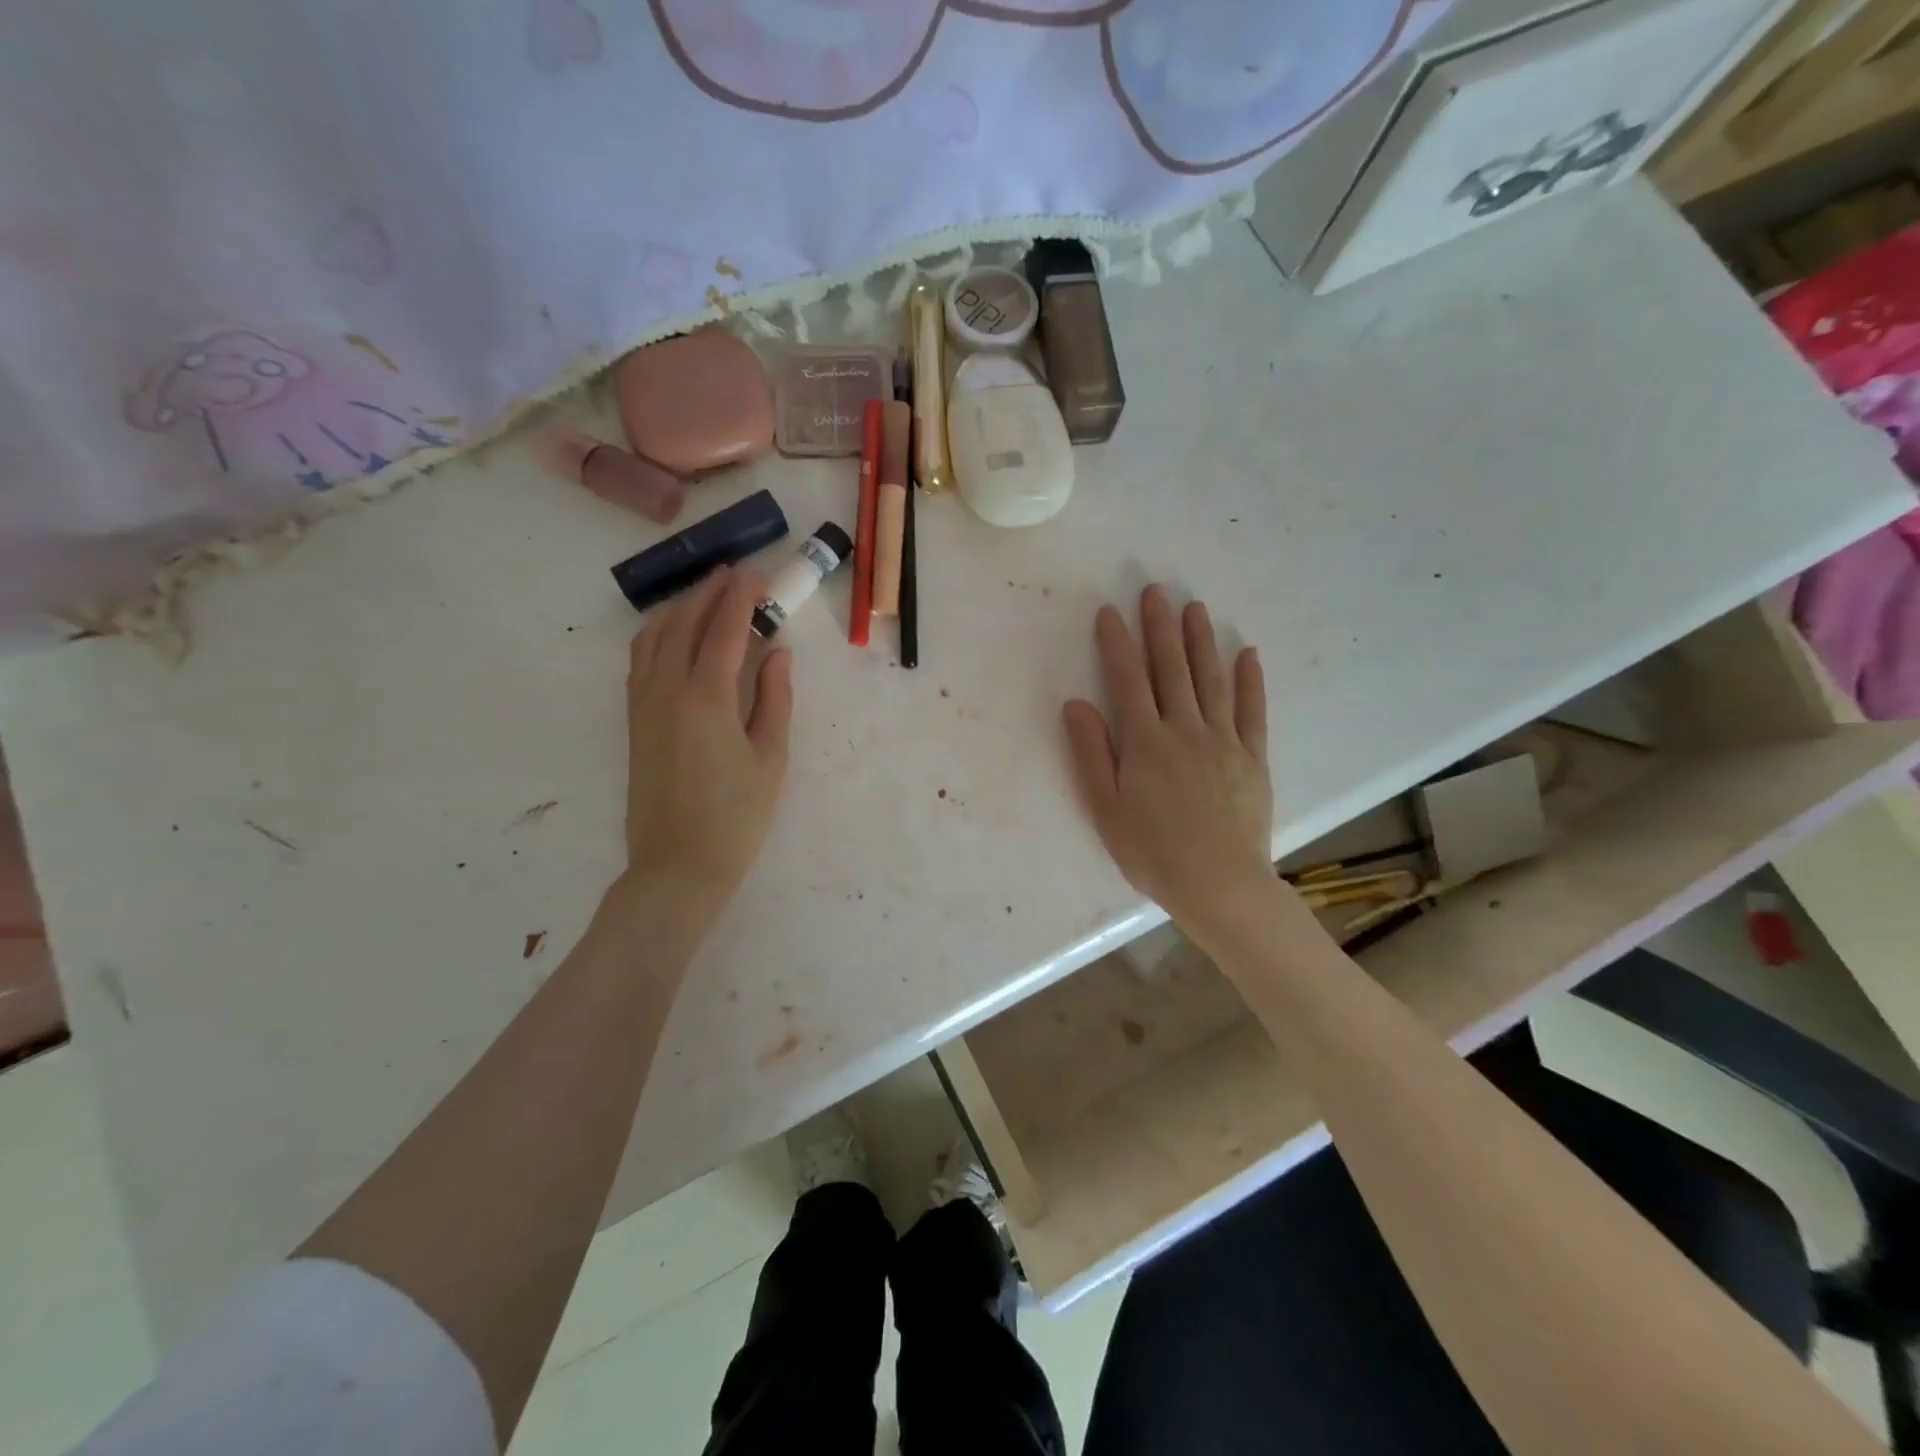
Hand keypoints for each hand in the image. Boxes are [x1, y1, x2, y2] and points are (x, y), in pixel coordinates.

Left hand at [617, 566, 792, 922]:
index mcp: (707, 697)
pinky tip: (675, 636)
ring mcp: (644, 704)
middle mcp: (667, 690)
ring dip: (681, 608)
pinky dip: (658, 634)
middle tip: (736, 575)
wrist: (677, 866)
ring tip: (706, 596)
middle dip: (710, 592)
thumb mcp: (770, 759)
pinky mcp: (635, 721)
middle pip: (685, 623)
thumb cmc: (736, 817)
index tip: (757, 575)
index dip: (741, 597)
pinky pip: (641, 660)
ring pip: (654, 637)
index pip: (724, 629)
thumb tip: (777, 653)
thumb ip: (774, 699)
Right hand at [1063, 586, 1272, 932]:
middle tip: (1156, 590)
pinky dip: (1250, 680)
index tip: (1111, 611)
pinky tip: (1246, 653)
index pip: (1127, 680)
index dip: (1117, 643)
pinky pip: (1251, 710)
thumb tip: (1075, 703)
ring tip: (1195, 607)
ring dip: (1201, 641)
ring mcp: (1223, 739)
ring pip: (1210, 679)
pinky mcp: (1252, 756)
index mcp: (1144, 741)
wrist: (1218, 882)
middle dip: (1160, 627)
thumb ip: (1091, 752)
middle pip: (1170, 668)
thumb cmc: (1152, 850)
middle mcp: (1184, 728)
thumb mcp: (1105, 807)